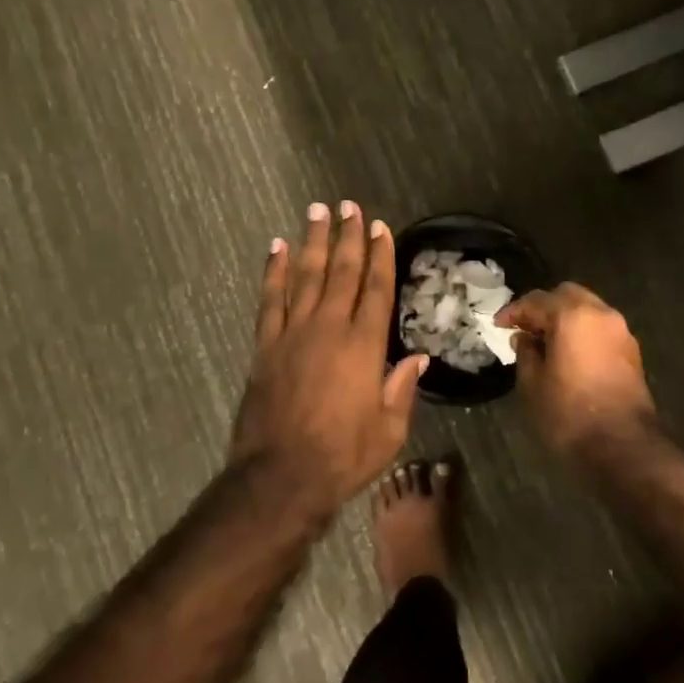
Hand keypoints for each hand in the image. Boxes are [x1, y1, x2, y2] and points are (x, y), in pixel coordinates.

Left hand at [231, 202, 428, 520]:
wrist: (281, 477)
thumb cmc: (343, 457)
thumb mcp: (390, 431)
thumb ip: (402, 389)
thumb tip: (418, 358)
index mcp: (365, 346)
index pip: (376, 288)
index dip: (380, 255)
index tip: (379, 227)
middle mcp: (330, 328)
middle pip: (341, 272)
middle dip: (347, 236)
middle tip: (347, 205)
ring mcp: (294, 334)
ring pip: (305, 276)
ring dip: (312, 242)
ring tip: (317, 211)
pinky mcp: (266, 346)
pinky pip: (270, 299)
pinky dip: (273, 271)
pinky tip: (276, 248)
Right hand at [497, 283, 655, 456]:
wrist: (622, 446)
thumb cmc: (568, 413)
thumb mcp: (532, 384)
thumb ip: (525, 353)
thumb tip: (524, 338)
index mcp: (572, 315)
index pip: (536, 301)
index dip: (514, 311)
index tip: (498, 325)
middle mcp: (600, 313)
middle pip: (566, 295)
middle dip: (543, 308)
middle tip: (524, 328)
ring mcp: (620, 331)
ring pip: (587, 309)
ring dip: (565, 319)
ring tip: (545, 342)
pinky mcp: (632, 351)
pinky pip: (600, 328)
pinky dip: (582, 332)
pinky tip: (568, 354)